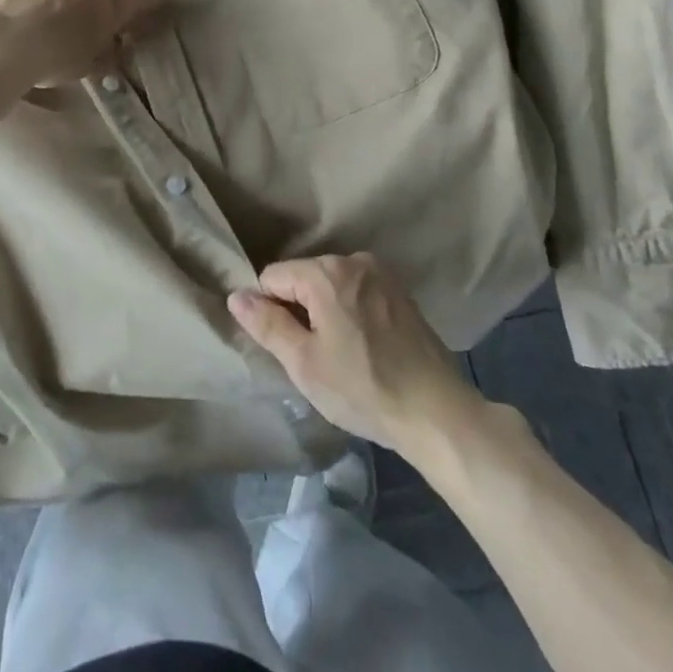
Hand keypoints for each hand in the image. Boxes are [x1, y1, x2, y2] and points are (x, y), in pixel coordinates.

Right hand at [230, 253, 479, 453]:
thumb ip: (267, 324)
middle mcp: (353, 259)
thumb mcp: (304, 363)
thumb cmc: (363, 388)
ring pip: (331, 286)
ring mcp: (381, 273)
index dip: (271, 312)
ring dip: (326, 312)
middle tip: (316, 357)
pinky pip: (357, 292)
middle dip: (300, 311)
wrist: (437, 413)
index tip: (290, 348)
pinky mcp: (400, 291)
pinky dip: (351, 313)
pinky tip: (365, 348)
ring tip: (342, 356)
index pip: (273, 277)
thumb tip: (236, 295)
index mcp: (326, 272)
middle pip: (303, 278)